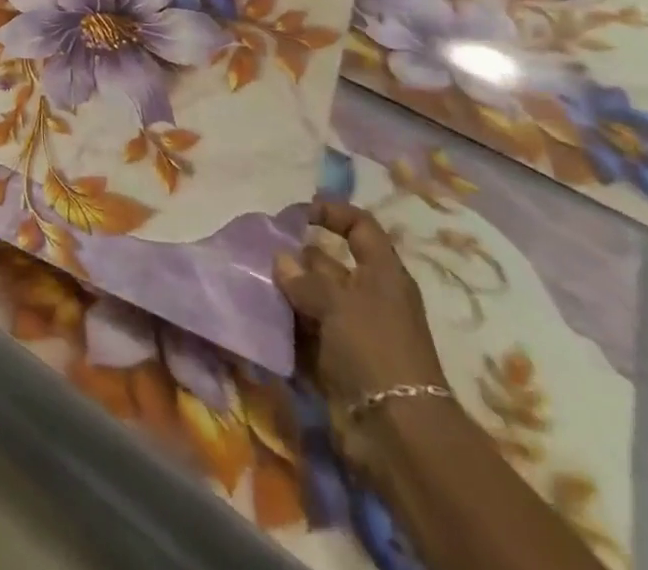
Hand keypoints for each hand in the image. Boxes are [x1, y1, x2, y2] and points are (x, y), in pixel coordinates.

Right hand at [276, 200, 450, 472]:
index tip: (297, 213)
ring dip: (284, 291)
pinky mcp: (336, 359)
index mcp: (383, 275)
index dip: (333, 213)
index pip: (361, 227)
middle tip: (257, 251)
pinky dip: (285, 323)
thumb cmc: (375, 350)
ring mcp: (352, 330)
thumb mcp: (338, 303)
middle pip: (327, 263)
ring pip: (310, 297)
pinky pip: (304, 330)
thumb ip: (305, 278)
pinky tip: (258, 315)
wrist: (397, 433)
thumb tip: (281, 260)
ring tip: (250, 281)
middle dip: (294, 256)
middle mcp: (368, 297)